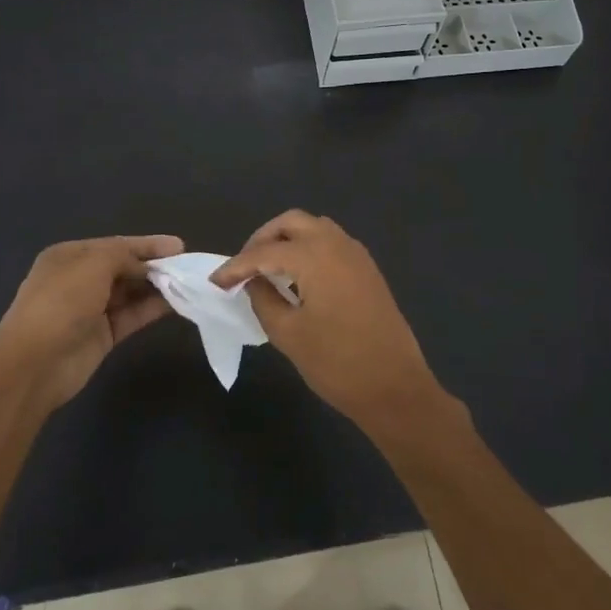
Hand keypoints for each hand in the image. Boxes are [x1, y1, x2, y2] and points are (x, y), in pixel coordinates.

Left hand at [0, 234, 183, 409]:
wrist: (35, 364)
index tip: (179, 246)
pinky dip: (152, 308)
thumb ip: (123, 255)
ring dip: (156, 286)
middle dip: (153, 265)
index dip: (146, 244)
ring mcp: (91, 309)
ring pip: (130, 292)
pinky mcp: (103, 335)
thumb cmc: (61, 302)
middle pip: (124, 267)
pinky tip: (175, 303)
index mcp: (69, 257)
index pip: (114, 245)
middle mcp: (79, 279)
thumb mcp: (93, 264)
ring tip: (187, 282)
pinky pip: (132, 315)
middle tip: (187, 266)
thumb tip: (146, 264)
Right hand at [211, 211, 445, 430]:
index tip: (215, 282)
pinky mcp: (367, 269)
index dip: (236, 267)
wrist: (395, 387)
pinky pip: (331, 243)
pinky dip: (309, 249)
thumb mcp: (288, 334)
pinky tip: (297, 277)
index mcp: (315, 255)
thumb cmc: (337, 363)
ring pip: (314, 228)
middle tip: (244, 267)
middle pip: (291, 223)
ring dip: (287, 240)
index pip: (264, 252)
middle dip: (263, 239)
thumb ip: (263, 299)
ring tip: (268, 270)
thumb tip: (253, 282)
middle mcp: (337, 243)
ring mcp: (356, 254)